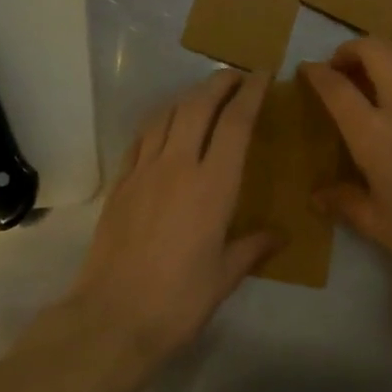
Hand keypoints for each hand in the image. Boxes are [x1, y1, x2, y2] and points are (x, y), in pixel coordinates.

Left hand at [67, 70, 277, 361]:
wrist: (113, 317)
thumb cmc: (179, 300)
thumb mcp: (225, 276)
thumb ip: (252, 247)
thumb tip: (279, 236)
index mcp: (213, 186)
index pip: (235, 124)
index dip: (251, 94)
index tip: (263, 74)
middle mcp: (178, 166)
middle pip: (198, 106)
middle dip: (218, 83)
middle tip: (236, 76)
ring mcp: (143, 172)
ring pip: (166, 115)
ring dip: (188, 97)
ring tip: (203, 95)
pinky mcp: (120, 184)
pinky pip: (142, 138)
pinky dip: (159, 121)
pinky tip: (165, 126)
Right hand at [301, 41, 391, 276]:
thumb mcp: (378, 223)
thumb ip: (344, 202)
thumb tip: (317, 196)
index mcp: (373, 134)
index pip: (337, 88)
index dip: (316, 73)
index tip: (307, 70)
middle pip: (374, 49)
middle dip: (350, 49)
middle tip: (341, 67)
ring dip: (383, 53)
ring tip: (375, 74)